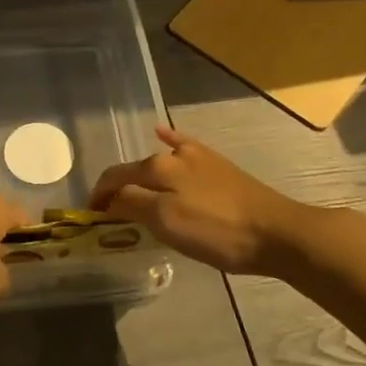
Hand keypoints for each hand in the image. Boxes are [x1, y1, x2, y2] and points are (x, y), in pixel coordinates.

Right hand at [89, 126, 308, 276]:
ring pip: (156, 162)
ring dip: (138, 174)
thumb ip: (132, 205)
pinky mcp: (218, 164)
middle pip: (134, 170)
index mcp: (157, 168)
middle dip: (118, 188)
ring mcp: (199, 156)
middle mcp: (174, 154)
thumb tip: (110, 198)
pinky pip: (184, 146)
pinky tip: (163, 132)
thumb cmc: (217, 232)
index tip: (89, 217)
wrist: (276, 232)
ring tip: (130, 191)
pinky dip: (170, 139)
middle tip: (110, 214)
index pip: (114, 177)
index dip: (98, 196)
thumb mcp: (167, 223)